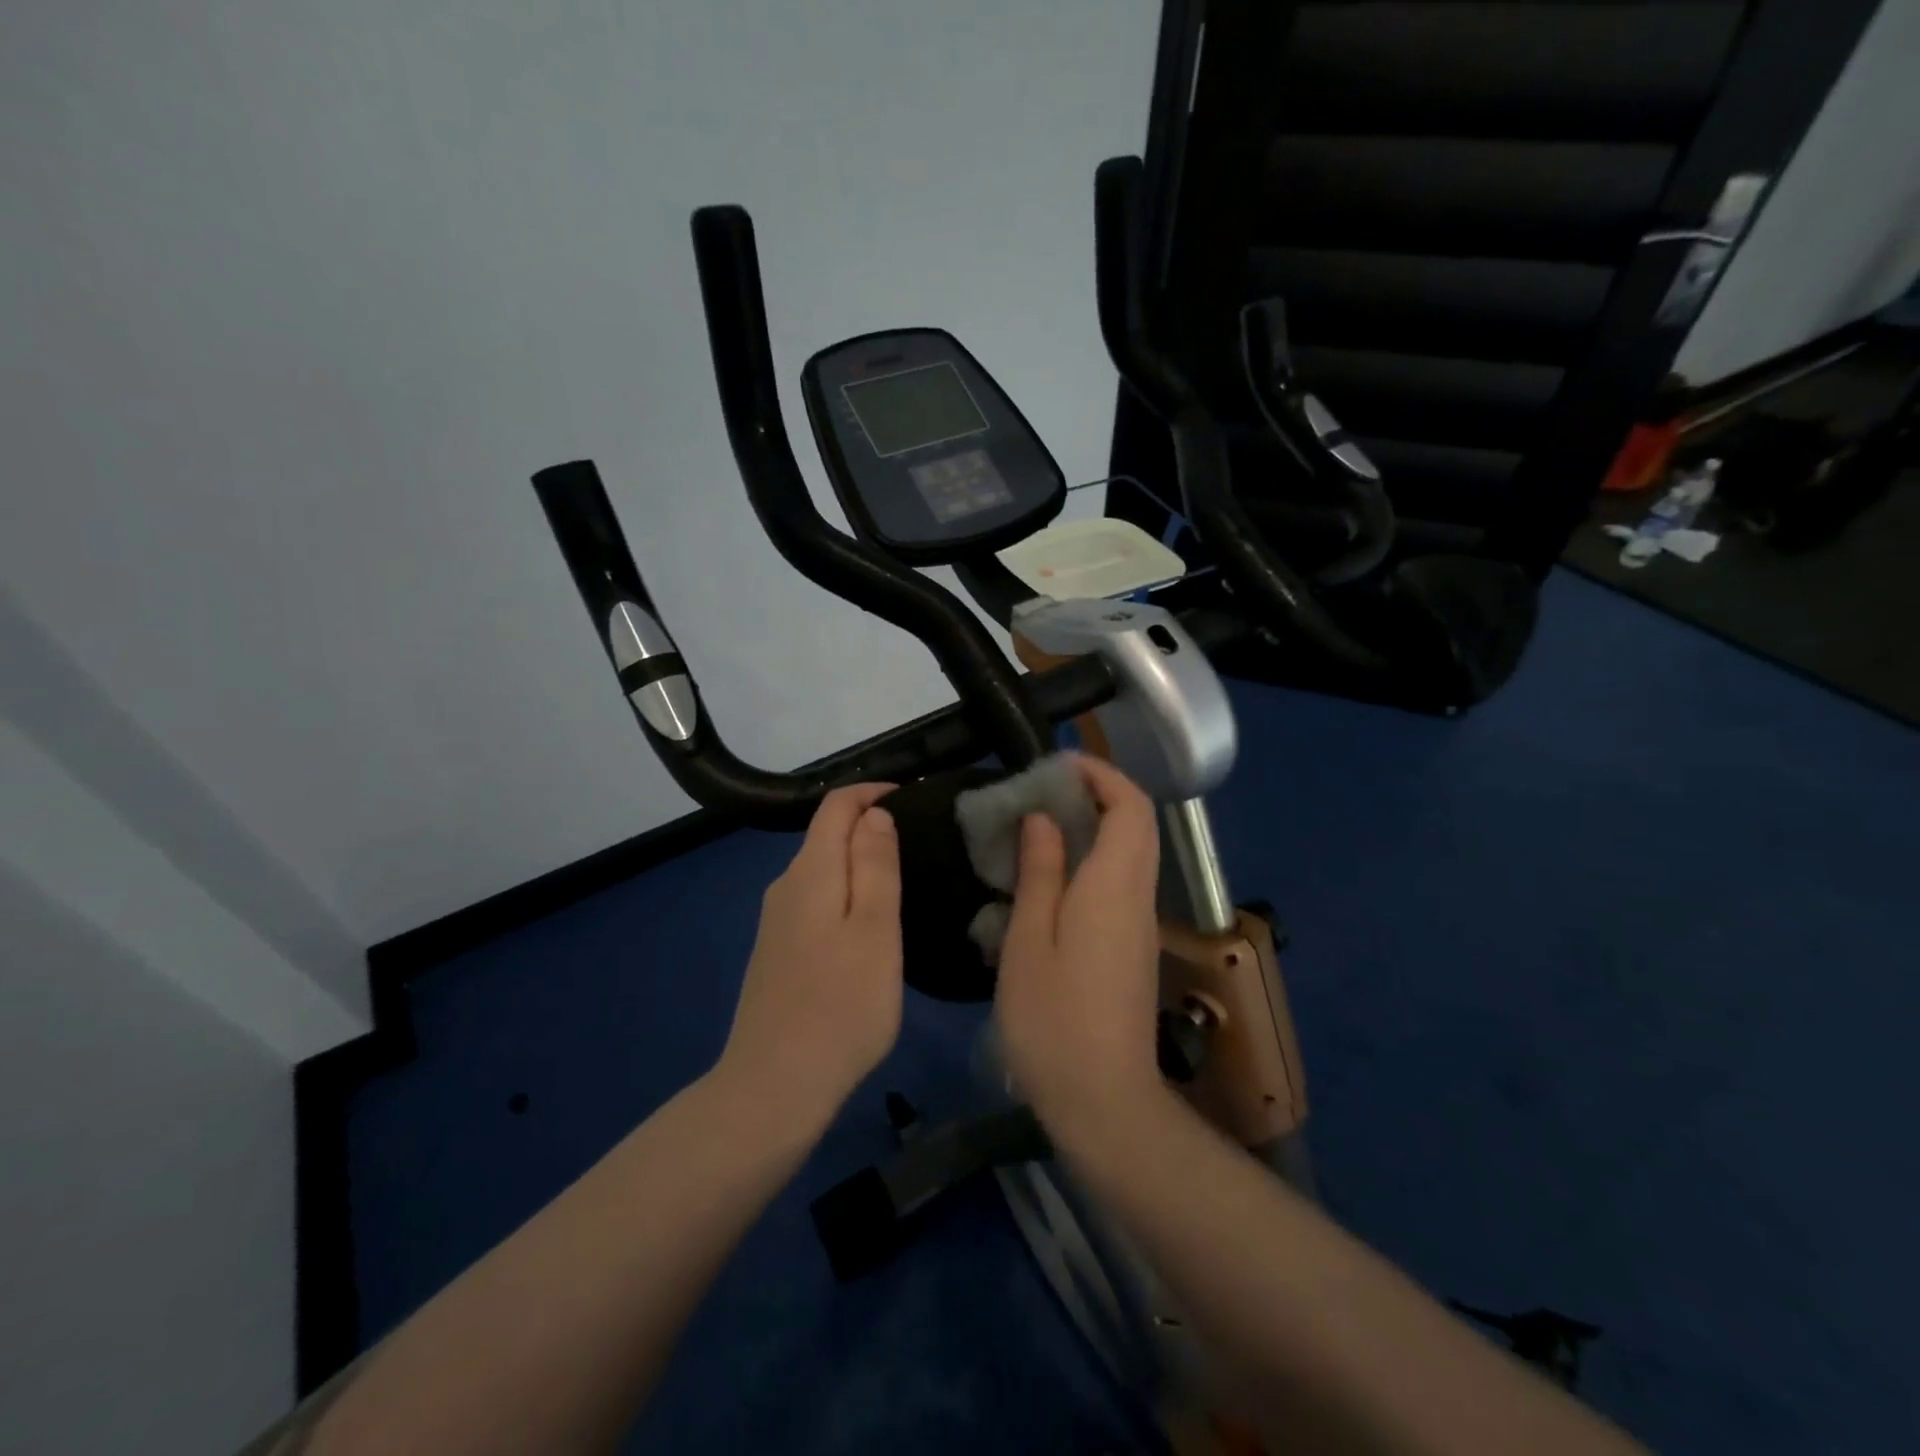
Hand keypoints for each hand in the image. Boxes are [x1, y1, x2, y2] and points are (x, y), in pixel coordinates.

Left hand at [716, 784, 903, 1128]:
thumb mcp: (876, 931)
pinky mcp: (777, 950)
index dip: (873, 792)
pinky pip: (815, 899)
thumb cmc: (840, 1007)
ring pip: (822, 869)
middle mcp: (786, 885)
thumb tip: (875, 814)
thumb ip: (876, 866)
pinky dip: (845, 892)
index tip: (915, 800)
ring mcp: (776, 920)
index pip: (836, 805)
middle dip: (870, 825)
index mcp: (811, 872)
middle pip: (826, 834)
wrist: (773, 1087)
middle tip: (922, 843)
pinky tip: (868, 923)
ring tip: (904, 879)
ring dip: (859, 861)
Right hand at [994, 755, 1168, 1146]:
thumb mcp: (1029, 939)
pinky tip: (1050, 877)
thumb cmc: (1054, 1018)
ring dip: (1095, 825)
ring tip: (1039, 825)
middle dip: (1098, 793)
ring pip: (1131, 853)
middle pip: (1137, 824)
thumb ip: (1039, 872)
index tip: (1058, 764)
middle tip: (1042, 791)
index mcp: (1114, 885)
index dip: (1101, 774)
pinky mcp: (1132, 948)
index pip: (1130, 807)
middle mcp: (1138, 896)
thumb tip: (1043, 818)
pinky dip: (1094, 859)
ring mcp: (1140, 925)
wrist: (1103, 1100)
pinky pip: (1121, 882)